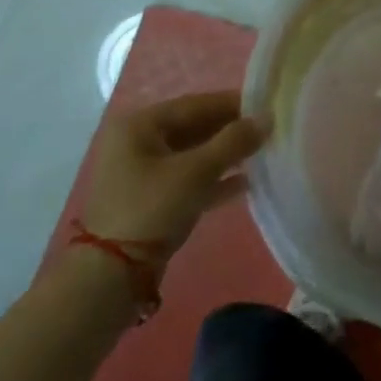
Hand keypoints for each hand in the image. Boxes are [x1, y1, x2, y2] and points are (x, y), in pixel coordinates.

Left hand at [81, 91, 269, 259]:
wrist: (112, 276)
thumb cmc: (152, 209)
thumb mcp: (197, 172)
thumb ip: (234, 142)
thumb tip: (267, 117)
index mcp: (140, 125)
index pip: (195, 104)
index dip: (233, 104)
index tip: (267, 106)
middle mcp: (137, 142)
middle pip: (194, 128)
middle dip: (231, 131)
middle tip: (268, 131)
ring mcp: (142, 173)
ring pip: (193, 155)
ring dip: (225, 155)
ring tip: (262, 154)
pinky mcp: (150, 200)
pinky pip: (188, 179)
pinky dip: (214, 179)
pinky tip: (245, 183)